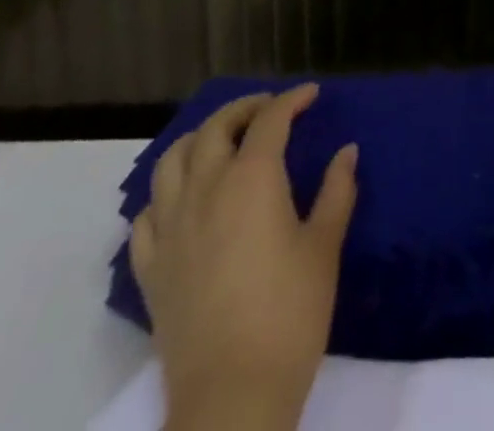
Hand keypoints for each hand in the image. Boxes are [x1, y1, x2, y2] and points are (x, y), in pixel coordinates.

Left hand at [130, 84, 357, 430]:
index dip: (292, 100)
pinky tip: (183, 202)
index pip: (270, 120)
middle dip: (243, 109)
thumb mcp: (324, 247)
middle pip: (215, 129)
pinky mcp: (151, 269)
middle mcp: (205, 190)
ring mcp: (171, 230)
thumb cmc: (290, 314)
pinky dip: (165, 194)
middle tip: (269, 109)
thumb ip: (337, 191)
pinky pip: (146, 215)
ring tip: (221, 143)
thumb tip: (347, 152)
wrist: (232, 397)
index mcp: (251, 179)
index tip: (310, 95)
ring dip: (199, 140)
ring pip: (171, 161)